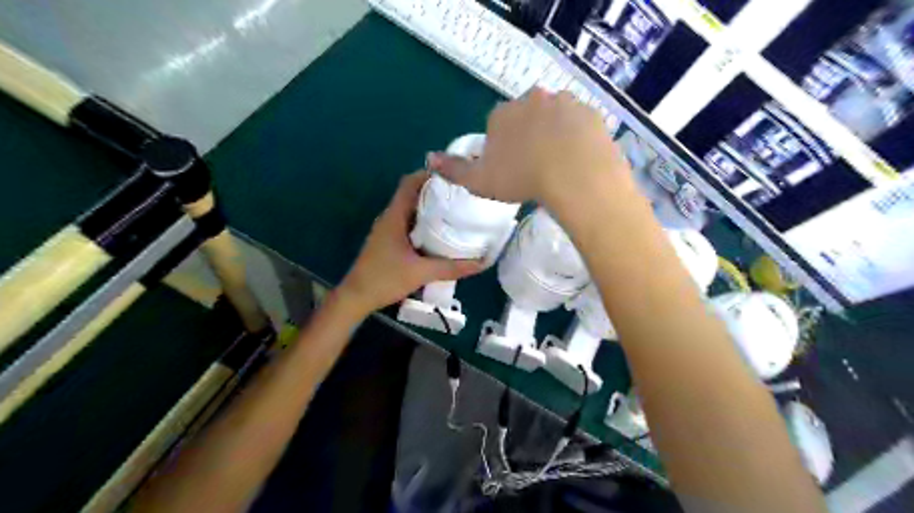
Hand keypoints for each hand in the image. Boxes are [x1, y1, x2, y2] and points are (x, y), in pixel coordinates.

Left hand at [334, 172, 483, 316]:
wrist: (356, 297)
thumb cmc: (385, 279)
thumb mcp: (421, 273)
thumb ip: (451, 268)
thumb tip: (481, 263)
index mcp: (394, 216)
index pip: (409, 183)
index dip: (428, 174)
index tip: (452, 175)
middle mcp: (390, 218)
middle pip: (413, 195)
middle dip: (435, 192)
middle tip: (461, 195)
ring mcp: (388, 230)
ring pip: (411, 210)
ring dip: (430, 208)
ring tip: (455, 211)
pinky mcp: (389, 241)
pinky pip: (409, 224)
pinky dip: (424, 224)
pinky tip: (440, 234)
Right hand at [428, 88, 629, 207]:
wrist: (573, 174)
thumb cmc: (521, 177)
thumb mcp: (479, 180)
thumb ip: (454, 169)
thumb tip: (429, 159)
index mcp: (503, 114)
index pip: (498, 124)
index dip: (503, 145)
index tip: (511, 167)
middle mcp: (532, 99)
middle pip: (527, 116)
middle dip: (529, 135)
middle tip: (535, 165)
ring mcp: (564, 103)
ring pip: (555, 117)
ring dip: (554, 134)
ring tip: (559, 164)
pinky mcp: (590, 113)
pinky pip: (579, 124)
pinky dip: (578, 137)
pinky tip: (578, 158)